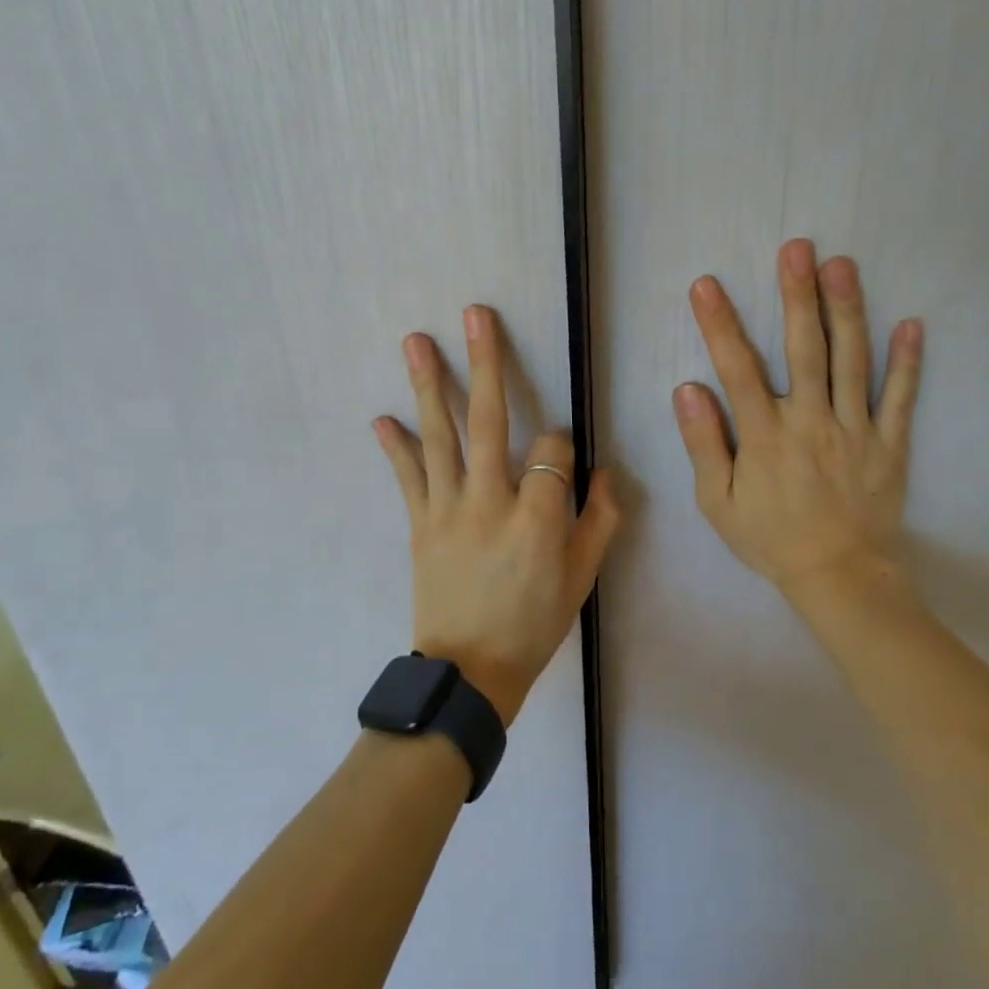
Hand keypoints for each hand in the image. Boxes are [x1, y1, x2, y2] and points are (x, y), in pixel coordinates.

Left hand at [375, 305, 620, 724]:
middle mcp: (490, 501)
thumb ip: (600, 520)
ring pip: (440, 437)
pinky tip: (381, 417)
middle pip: (488, 420)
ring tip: (415, 341)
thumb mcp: (583, 578)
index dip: (559, 443)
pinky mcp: (420, 524)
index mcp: (537, 516)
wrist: (470, 673)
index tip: (558, 458)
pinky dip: (395, 447)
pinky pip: (407, 479)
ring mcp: (448, 510)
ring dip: (428, 385)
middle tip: (474, 316)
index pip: (552, 449)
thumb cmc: (534, 624)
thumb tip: (606, 471)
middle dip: (484, 363)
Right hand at [672, 239, 923, 605]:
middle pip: (804, 349)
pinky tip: (912, 323)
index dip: (720, 325)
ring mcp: (856, 429)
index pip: (738, 369)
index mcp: (766, 436)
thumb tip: (687, 389)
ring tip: (843, 265)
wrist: (840, 577)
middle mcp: (811, 422)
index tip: (707, 286)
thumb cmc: (771, 538)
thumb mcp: (719, 503)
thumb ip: (704, 444)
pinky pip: (901, 398)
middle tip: (797, 248)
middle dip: (798, 296)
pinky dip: (908, 362)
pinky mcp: (890, 443)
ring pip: (853, 361)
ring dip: (847, 310)